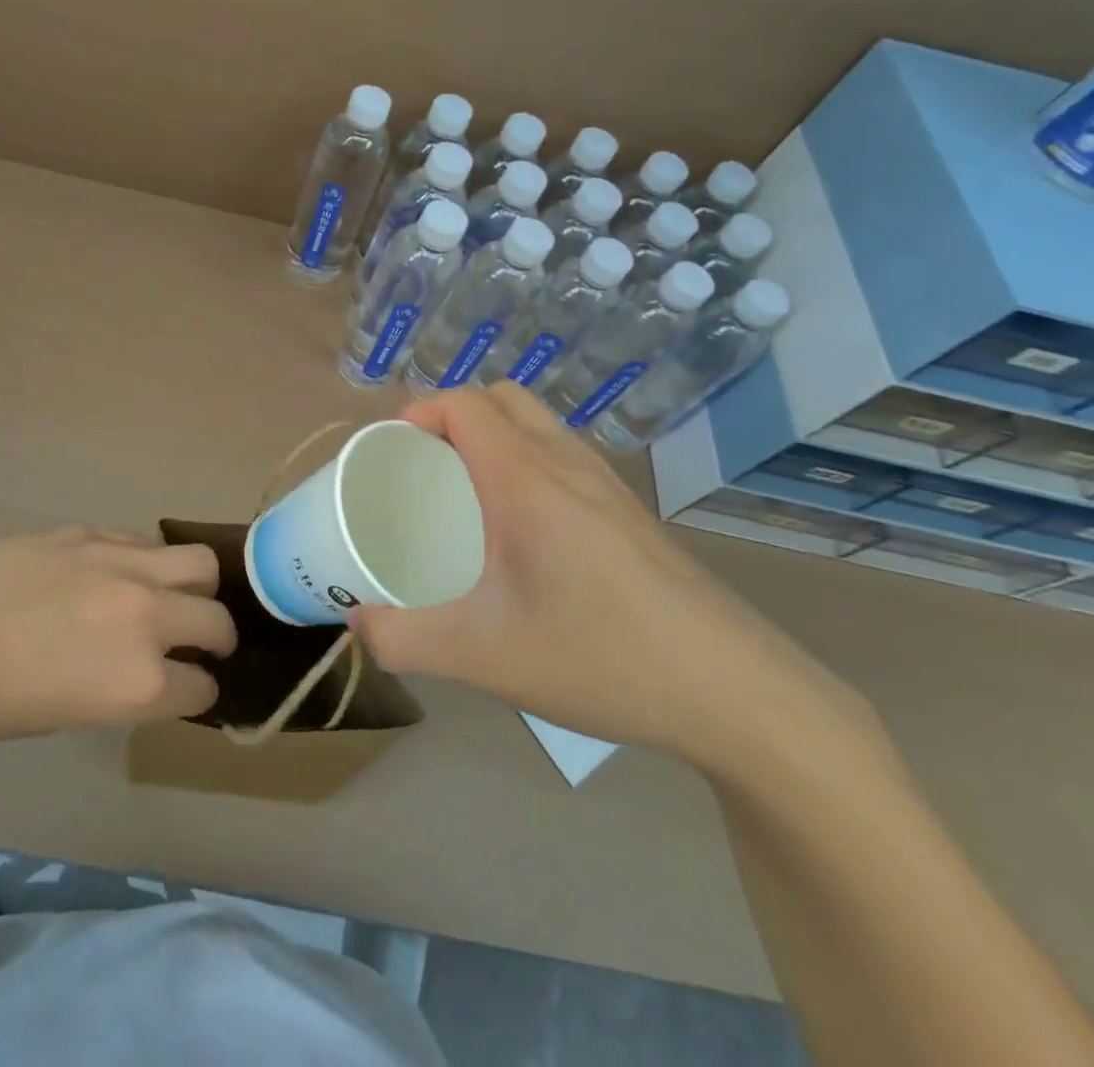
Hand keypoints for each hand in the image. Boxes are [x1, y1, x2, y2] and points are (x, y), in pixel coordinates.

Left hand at [0, 526, 234, 739]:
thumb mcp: (68, 714)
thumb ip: (123, 689)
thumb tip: (150, 672)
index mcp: (137, 682)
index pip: (201, 687)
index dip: (198, 691)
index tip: (191, 687)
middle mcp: (147, 618)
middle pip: (217, 619)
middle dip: (218, 637)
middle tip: (202, 641)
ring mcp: (124, 565)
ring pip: (200, 563)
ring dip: (199, 586)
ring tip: (178, 594)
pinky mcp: (96, 532)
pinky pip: (147, 542)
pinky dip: (152, 562)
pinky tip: (126, 572)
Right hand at [348, 384, 836, 762]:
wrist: (739, 694)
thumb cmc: (603, 658)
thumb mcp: (484, 657)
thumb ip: (404, 639)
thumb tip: (355, 624)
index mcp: (526, 478)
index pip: (464, 403)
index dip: (416, 411)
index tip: (387, 452)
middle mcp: (567, 463)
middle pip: (499, 399)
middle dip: (449, 416)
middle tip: (419, 467)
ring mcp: (606, 484)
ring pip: (536, 423)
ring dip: (490, 435)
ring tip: (461, 492)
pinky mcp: (629, 511)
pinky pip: (561, 454)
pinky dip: (524, 459)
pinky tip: (518, 527)